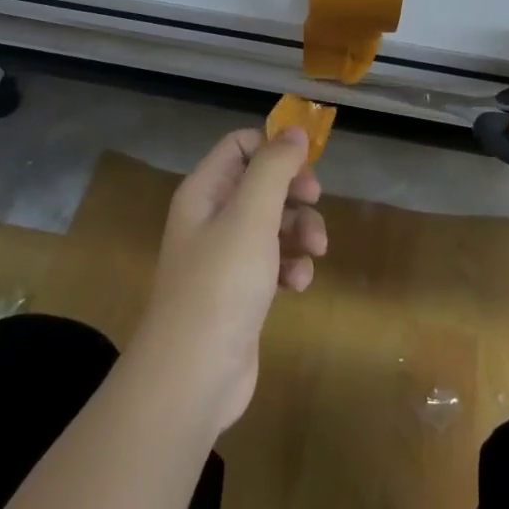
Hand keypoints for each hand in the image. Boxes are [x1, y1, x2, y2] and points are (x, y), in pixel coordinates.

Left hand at [129, 128, 327, 433]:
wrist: (193, 376)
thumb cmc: (221, 284)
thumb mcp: (252, 215)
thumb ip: (274, 167)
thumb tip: (295, 131)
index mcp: (204, 191)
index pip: (240, 145)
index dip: (274, 147)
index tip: (307, 163)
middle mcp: (211, 217)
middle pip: (261, 182)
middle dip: (294, 191)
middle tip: (316, 201)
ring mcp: (225, 256)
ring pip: (273, 223)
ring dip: (300, 230)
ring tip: (315, 251)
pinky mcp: (240, 291)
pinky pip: (273, 261)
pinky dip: (291, 266)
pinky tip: (299, 284)